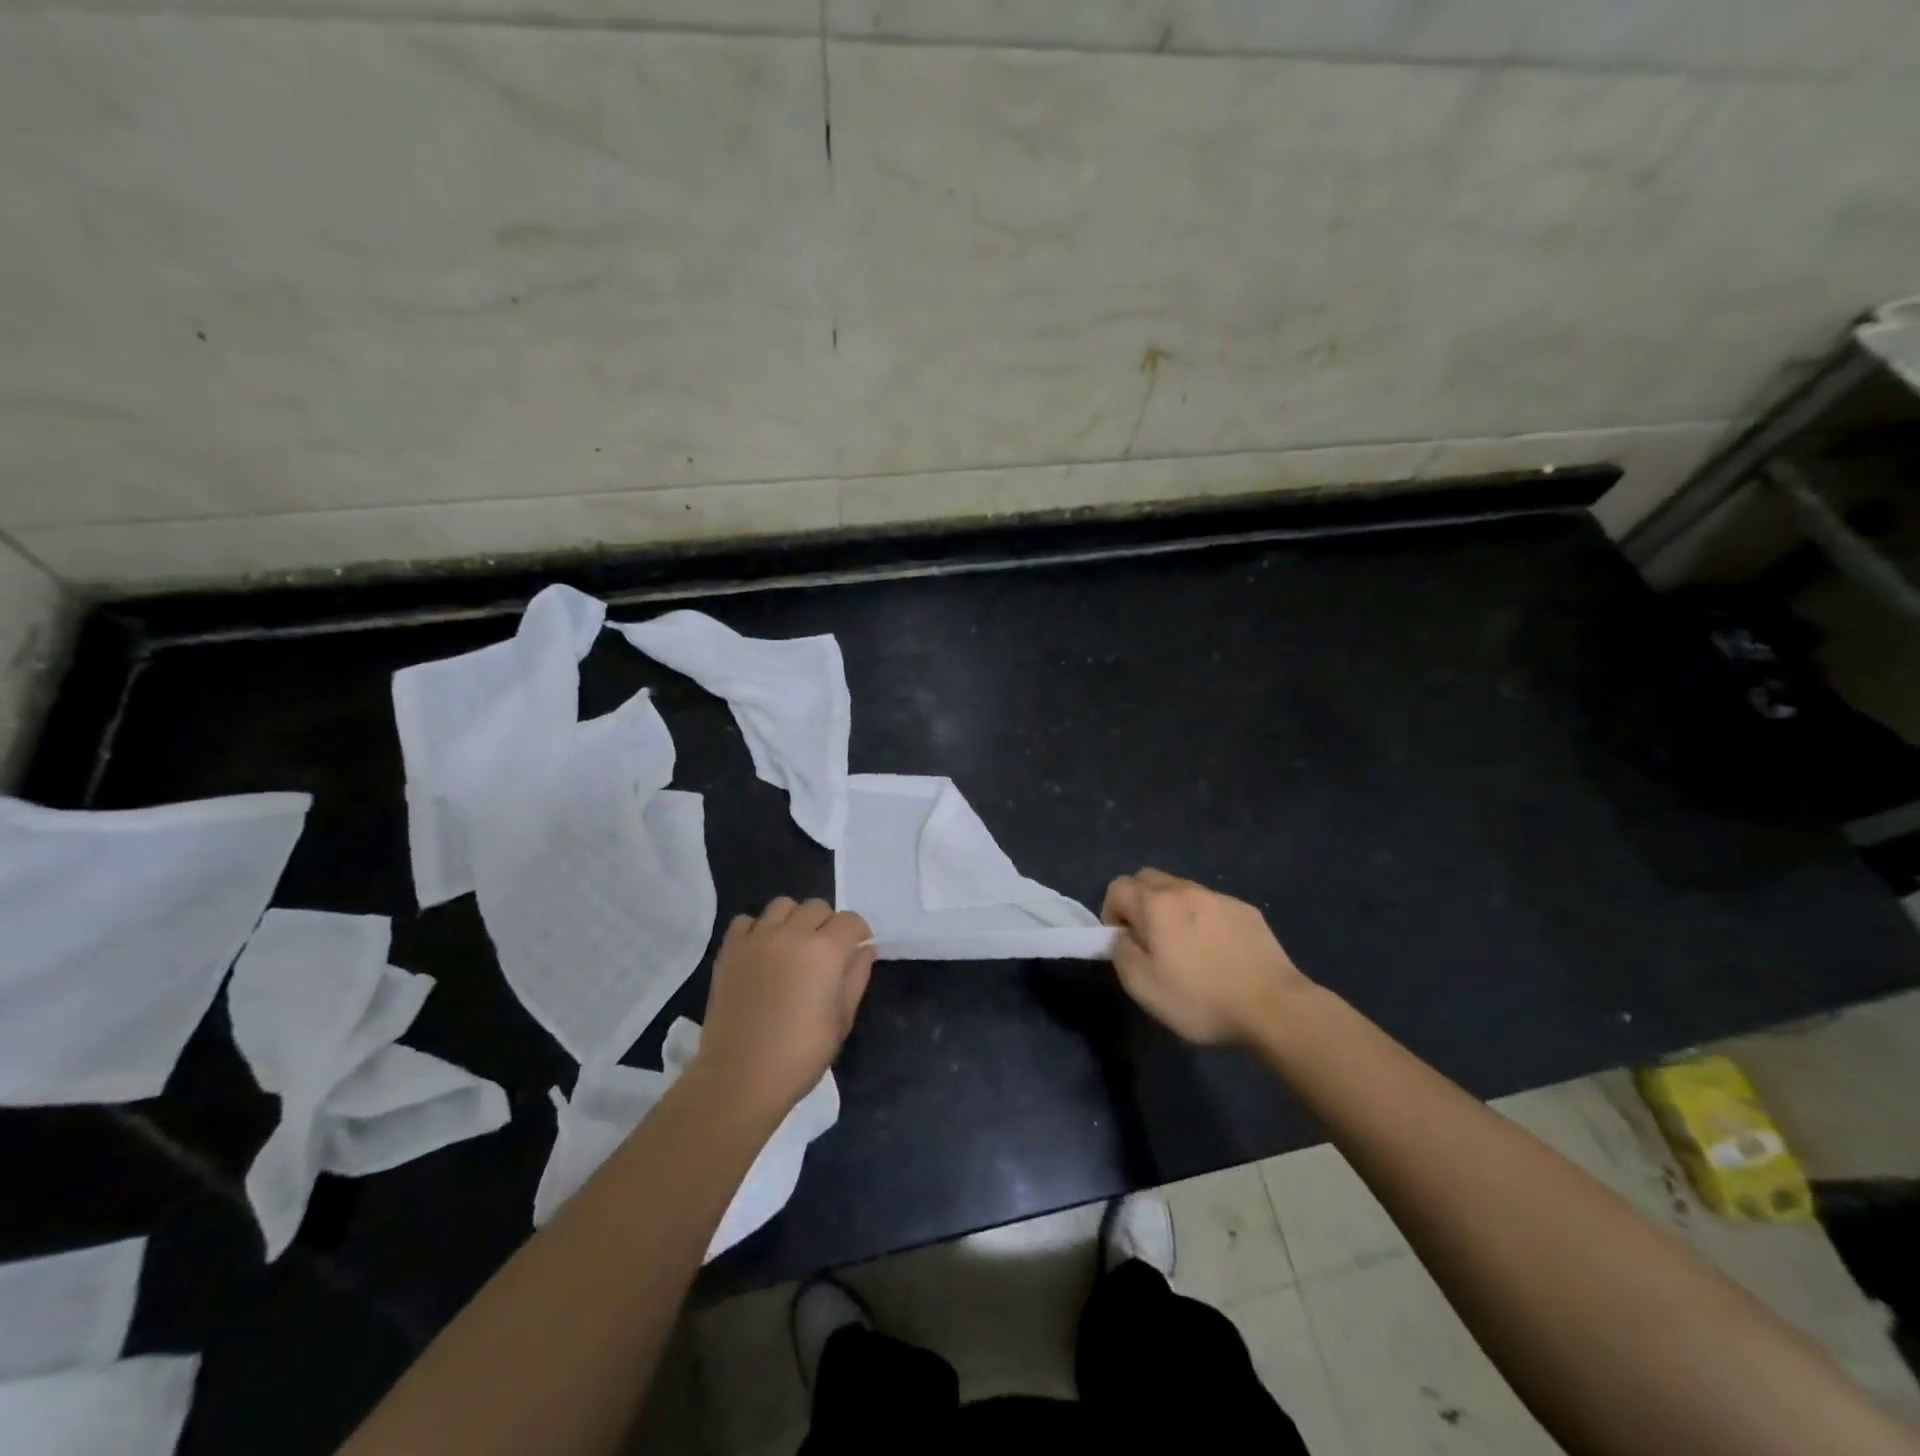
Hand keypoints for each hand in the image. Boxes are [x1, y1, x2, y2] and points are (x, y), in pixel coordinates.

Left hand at [694, 897, 873, 1121]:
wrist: (739, 1078)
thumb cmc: (800, 1055)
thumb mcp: (842, 1019)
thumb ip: (856, 976)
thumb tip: (864, 949)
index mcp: (825, 951)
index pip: (851, 920)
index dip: (858, 935)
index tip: (854, 954)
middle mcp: (792, 934)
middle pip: (818, 907)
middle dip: (827, 925)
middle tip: (823, 954)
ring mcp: (757, 938)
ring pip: (783, 905)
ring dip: (794, 920)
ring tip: (792, 947)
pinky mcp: (729, 950)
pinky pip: (747, 921)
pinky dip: (758, 929)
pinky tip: (761, 953)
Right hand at [1101, 869, 1310, 1045]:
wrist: (1273, 1006)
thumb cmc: (1200, 998)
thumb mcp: (1143, 987)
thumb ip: (1121, 952)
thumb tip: (1122, 936)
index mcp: (1155, 904)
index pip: (1117, 887)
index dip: (1111, 913)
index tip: (1124, 944)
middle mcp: (1184, 890)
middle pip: (1147, 878)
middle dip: (1138, 902)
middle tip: (1148, 940)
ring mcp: (1218, 897)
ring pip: (1180, 889)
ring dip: (1171, 909)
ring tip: (1185, 947)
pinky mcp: (1245, 910)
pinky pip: (1210, 904)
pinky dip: (1202, 918)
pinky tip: (1217, 952)